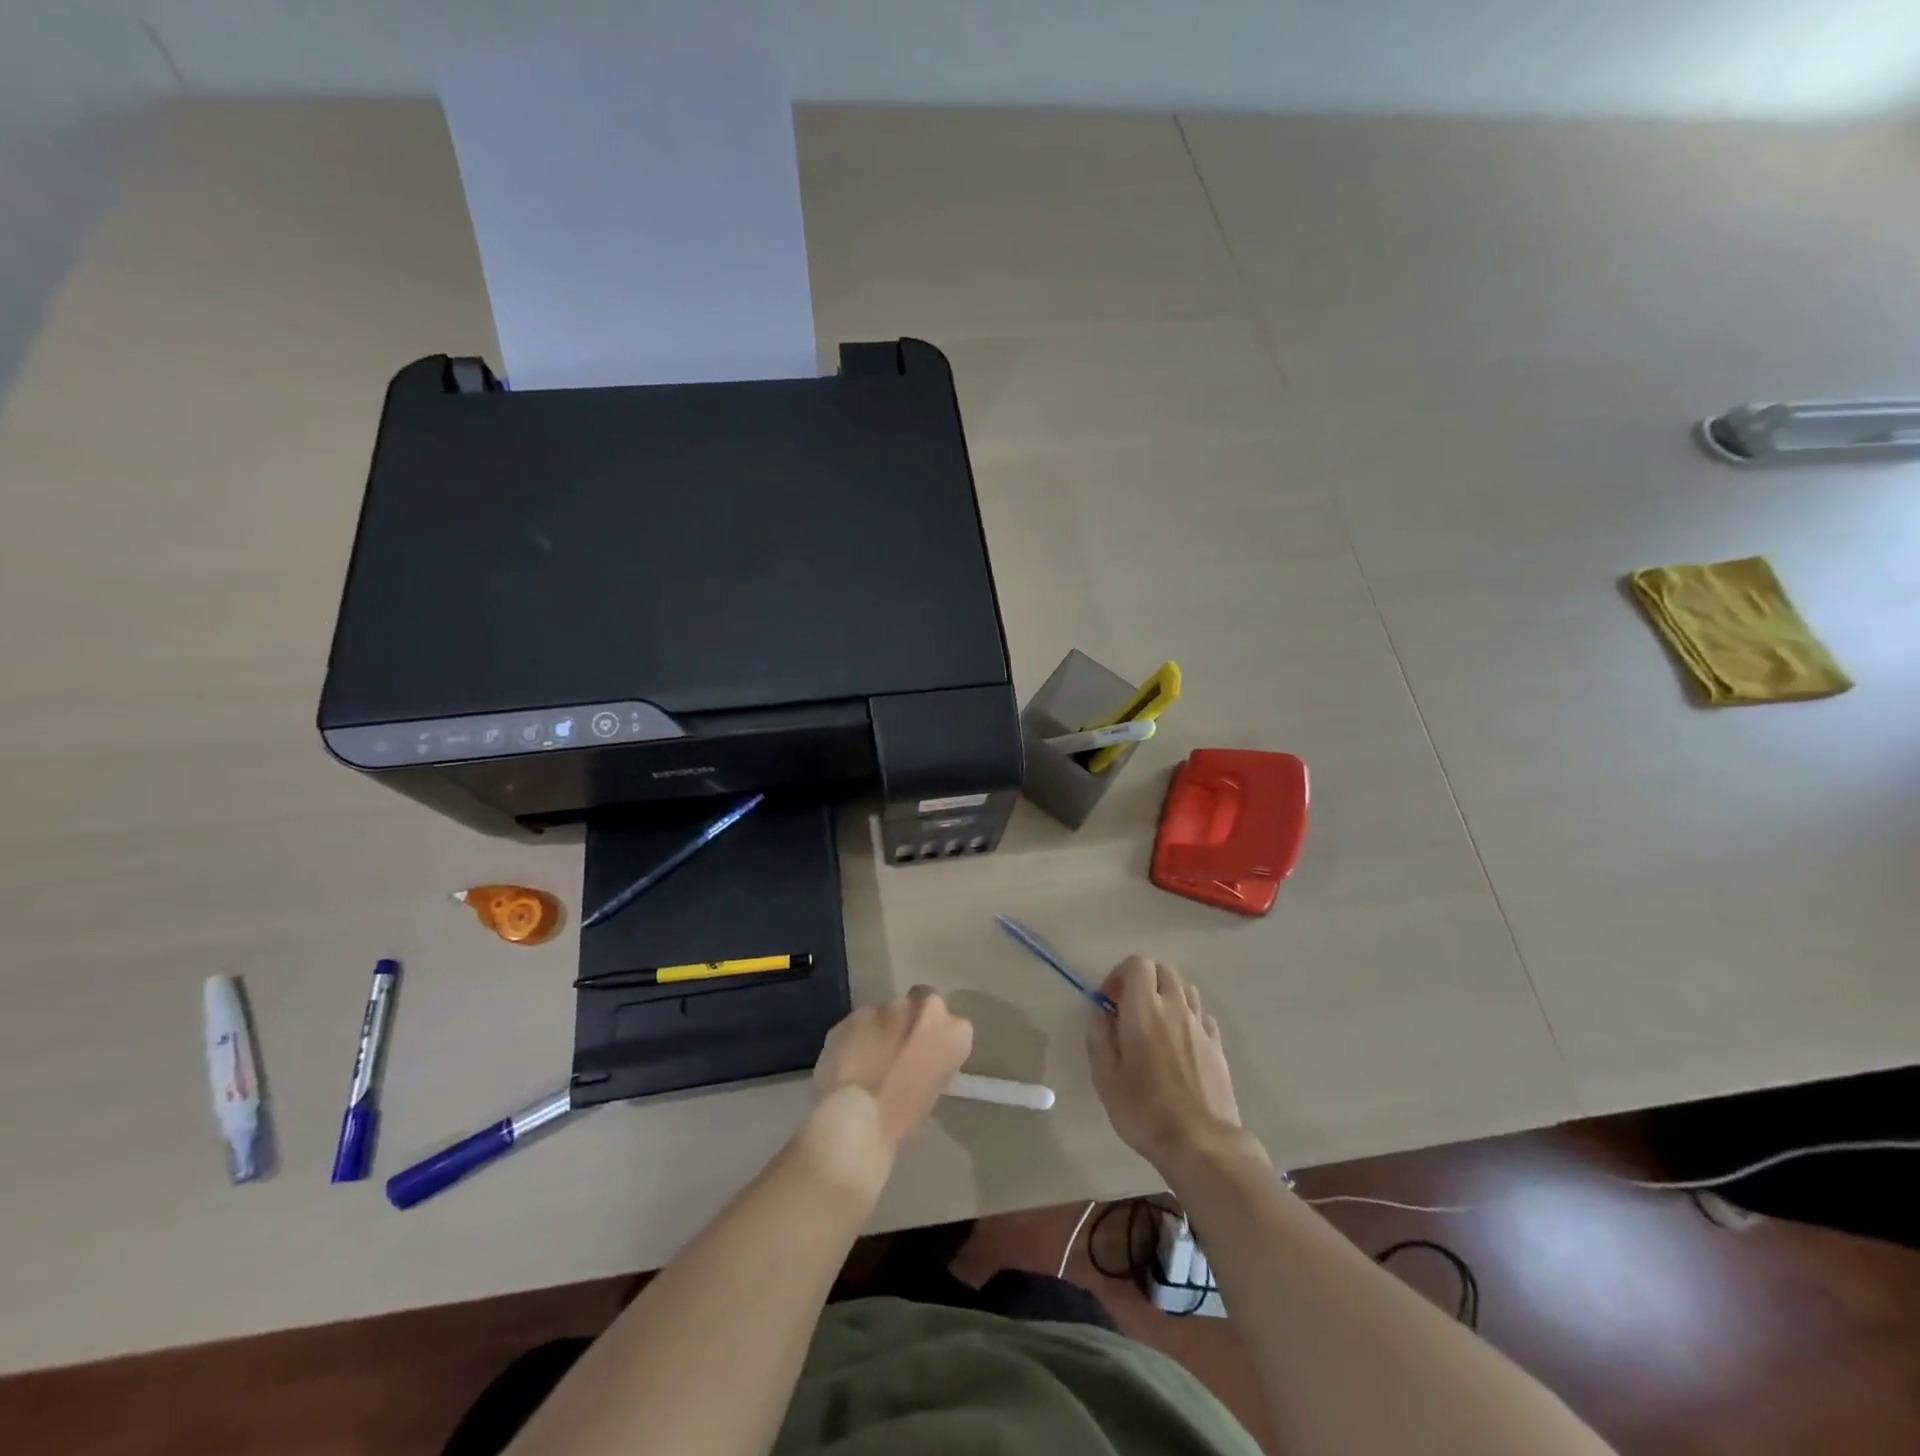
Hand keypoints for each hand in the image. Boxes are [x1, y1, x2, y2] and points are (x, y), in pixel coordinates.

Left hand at [801, 989, 973, 1199]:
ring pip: (887, 1011)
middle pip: (920, 1003)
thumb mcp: (933, 1088)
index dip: (935, 1036)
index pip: (951, 1023)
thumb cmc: (903, 1116)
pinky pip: (859, 1021)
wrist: (856, 1119)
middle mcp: (925, 1007)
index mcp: (955, 1031)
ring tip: (868, 1057)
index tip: (925, 1053)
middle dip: (910, 1021)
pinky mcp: (855, 1012)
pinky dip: (855, 1034)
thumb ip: (932, 1058)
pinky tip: (847, 1059)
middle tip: (898, 1049)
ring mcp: (888, 1006)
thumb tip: (920, 1054)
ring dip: (882, 1027)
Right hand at [1086, 956, 1248, 1173]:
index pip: (1137, 964)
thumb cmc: (1144, 1110)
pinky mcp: (1217, 1046)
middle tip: (1129, 1009)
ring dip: (1167, 995)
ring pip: (1186, 988)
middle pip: (1163, 970)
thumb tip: (1100, 1012)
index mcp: (1144, 1008)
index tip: (1109, 1001)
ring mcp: (1200, 1025)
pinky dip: (1187, 1016)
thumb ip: (1099, 1036)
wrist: (1201, 1143)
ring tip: (1155, 1022)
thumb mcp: (1105, 1077)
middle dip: (1144, 980)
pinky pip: (1201, 1015)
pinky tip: (1179, 1042)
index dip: (1120, 975)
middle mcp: (1175, 1007)